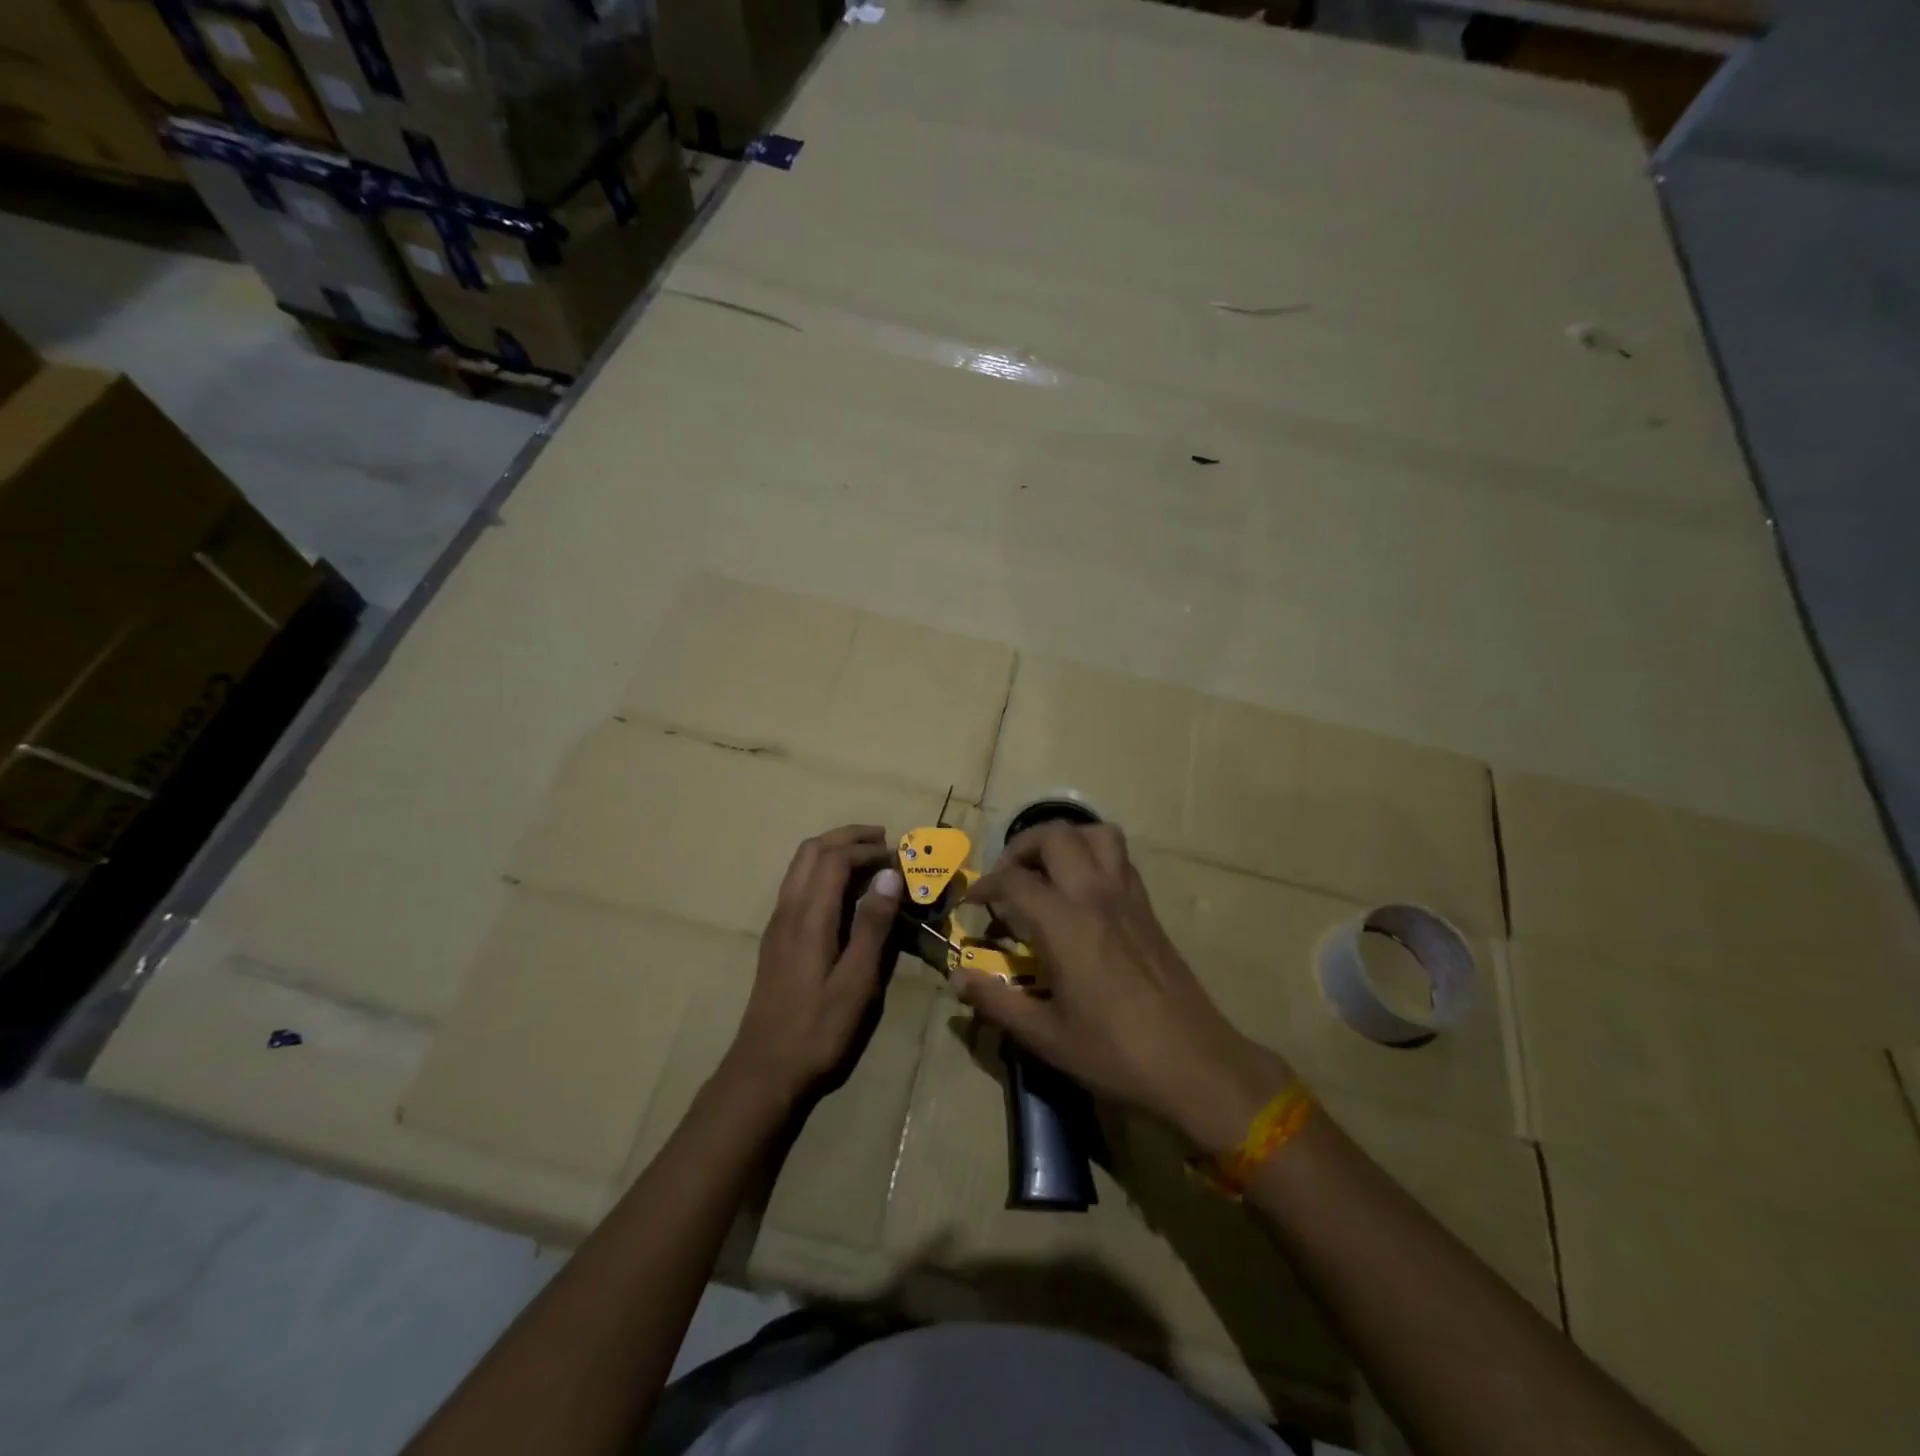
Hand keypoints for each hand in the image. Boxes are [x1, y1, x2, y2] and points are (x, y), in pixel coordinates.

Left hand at [722, 825, 903, 1109]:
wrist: (765, 1069)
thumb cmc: (818, 1029)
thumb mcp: (856, 982)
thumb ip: (872, 926)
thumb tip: (889, 875)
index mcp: (808, 917)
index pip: (835, 858)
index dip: (868, 849)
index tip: (899, 856)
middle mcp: (788, 909)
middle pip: (812, 850)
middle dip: (848, 837)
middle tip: (884, 841)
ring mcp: (778, 922)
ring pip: (801, 864)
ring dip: (834, 850)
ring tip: (869, 859)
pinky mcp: (777, 937)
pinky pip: (798, 883)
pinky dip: (824, 871)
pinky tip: (846, 892)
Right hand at [960, 823, 1295, 1152]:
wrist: (1194, 1063)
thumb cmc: (1115, 1053)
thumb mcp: (1046, 1036)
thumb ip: (997, 1002)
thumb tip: (958, 979)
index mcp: (1065, 924)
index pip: (1014, 880)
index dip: (984, 884)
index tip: (971, 902)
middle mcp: (1095, 896)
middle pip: (1055, 836)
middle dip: (1022, 847)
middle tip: (1007, 877)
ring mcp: (1127, 897)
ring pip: (1096, 834)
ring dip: (1065, 839)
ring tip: (1047, 870)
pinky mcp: (1148, 908)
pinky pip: (1120, 858)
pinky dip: (1094, 855)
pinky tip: (1083, 892)